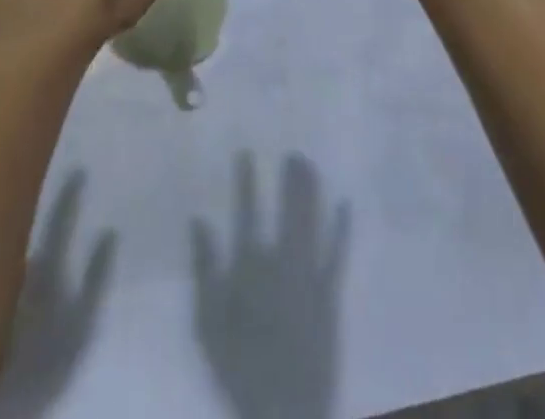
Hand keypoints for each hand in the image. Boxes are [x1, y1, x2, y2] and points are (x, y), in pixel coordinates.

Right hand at [192, 154, 348, 418]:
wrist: (282, 411)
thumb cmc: (240, 368)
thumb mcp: (208, 324)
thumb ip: (205, 270)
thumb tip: (199, 220)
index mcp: (249, 268)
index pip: (246, 214)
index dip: (246, 182)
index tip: (247, 152)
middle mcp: (281, 263)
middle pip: (287, 212)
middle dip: (291, 180)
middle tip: (294, 152)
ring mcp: (308, 277)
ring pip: (311, 224)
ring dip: (311, 193)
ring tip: (310, 165)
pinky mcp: (329, 295)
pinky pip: (337, 255)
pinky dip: (341, 229)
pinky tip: (345, 204)